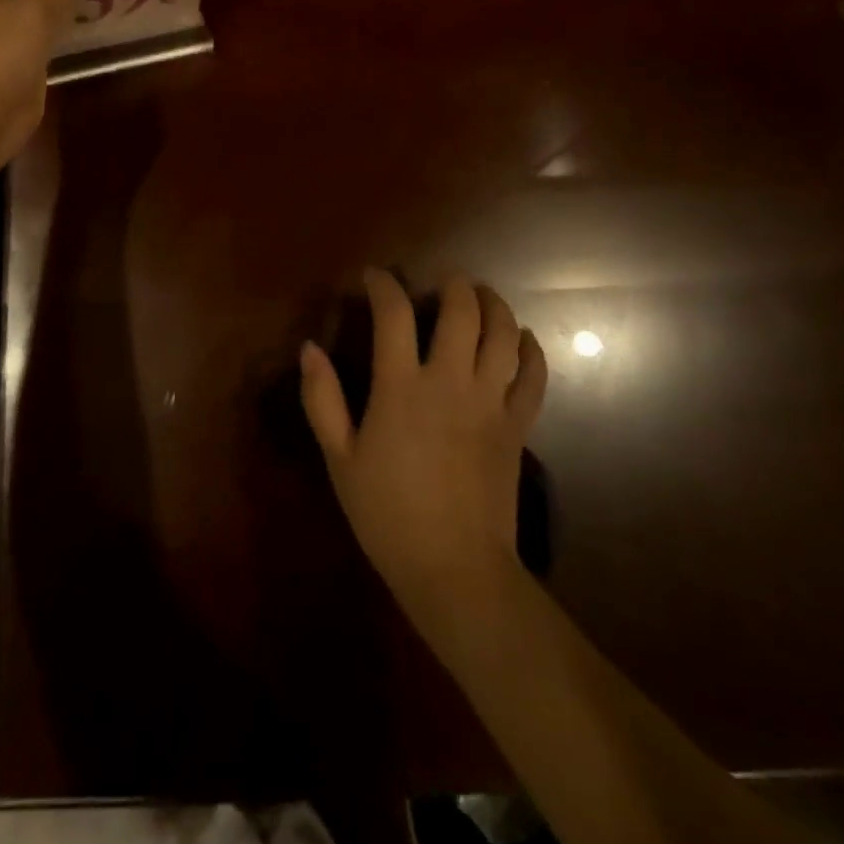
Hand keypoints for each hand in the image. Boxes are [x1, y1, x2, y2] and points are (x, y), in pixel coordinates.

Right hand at [300, 269, 546, 623]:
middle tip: (444, 279)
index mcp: (401, 387)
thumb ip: (322, 399)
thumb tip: (309, 348)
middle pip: (462, 312)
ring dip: (495, 306)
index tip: (374, 277)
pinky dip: (532, 350)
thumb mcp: (339, 457)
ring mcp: (490, 402)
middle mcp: (450, 382)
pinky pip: (534, 376)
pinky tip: (524, 340)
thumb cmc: (386, 512)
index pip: (394, 315)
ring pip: (505, 335)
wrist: (454, 566)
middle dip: (454, 285)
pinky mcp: (517, 426)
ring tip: (484, 296)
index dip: (383, 286)